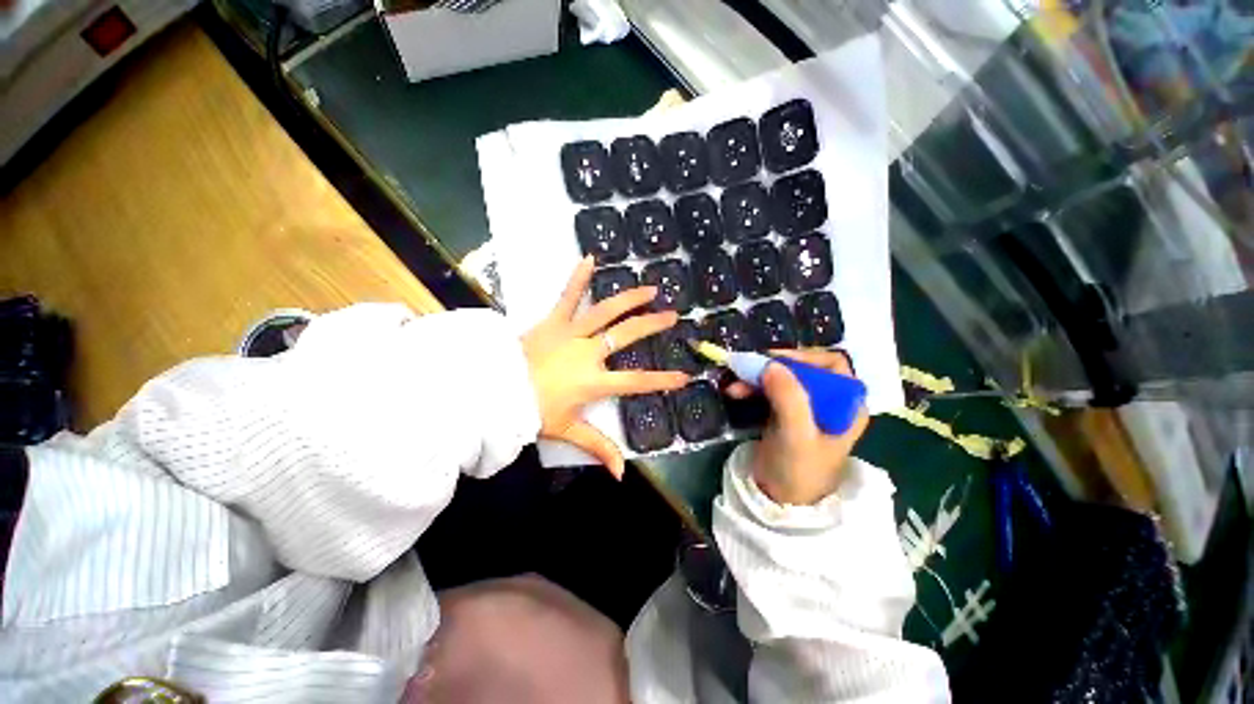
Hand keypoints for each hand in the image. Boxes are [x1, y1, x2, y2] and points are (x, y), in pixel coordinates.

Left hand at [522, 257, 688, 478]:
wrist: (493, 392)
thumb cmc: (532, 412)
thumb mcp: (567, 431)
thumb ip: (598, 448)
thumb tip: (621, 475)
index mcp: (594, 381)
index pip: (636, 382)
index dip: (662, 380)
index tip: (684, 376)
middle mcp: (588, 353)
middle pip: (626, 337)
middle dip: (652, 326)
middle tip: (673, 315)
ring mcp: (571, 333)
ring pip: (605, 312)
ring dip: (629, 299)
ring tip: (650, 288)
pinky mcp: (552, 321)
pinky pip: (567, 296)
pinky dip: (578, 278)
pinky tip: (590, 258)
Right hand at [728, 349, 868, 505]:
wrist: (781, 501)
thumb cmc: (799, 470)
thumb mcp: (796, 435)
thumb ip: (789, 398)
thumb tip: (770, 364)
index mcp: (846, 405)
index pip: (832, 364)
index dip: (804, 357)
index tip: (774, 360)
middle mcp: (828, 400)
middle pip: (803, 368)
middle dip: (773, 367)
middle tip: (747, 367)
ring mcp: (805, 406)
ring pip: (782, 377)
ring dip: (757, 377)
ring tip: (734, 383)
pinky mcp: (785, 412)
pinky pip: (769, 390)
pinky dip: (752, 387)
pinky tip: (735, 391)